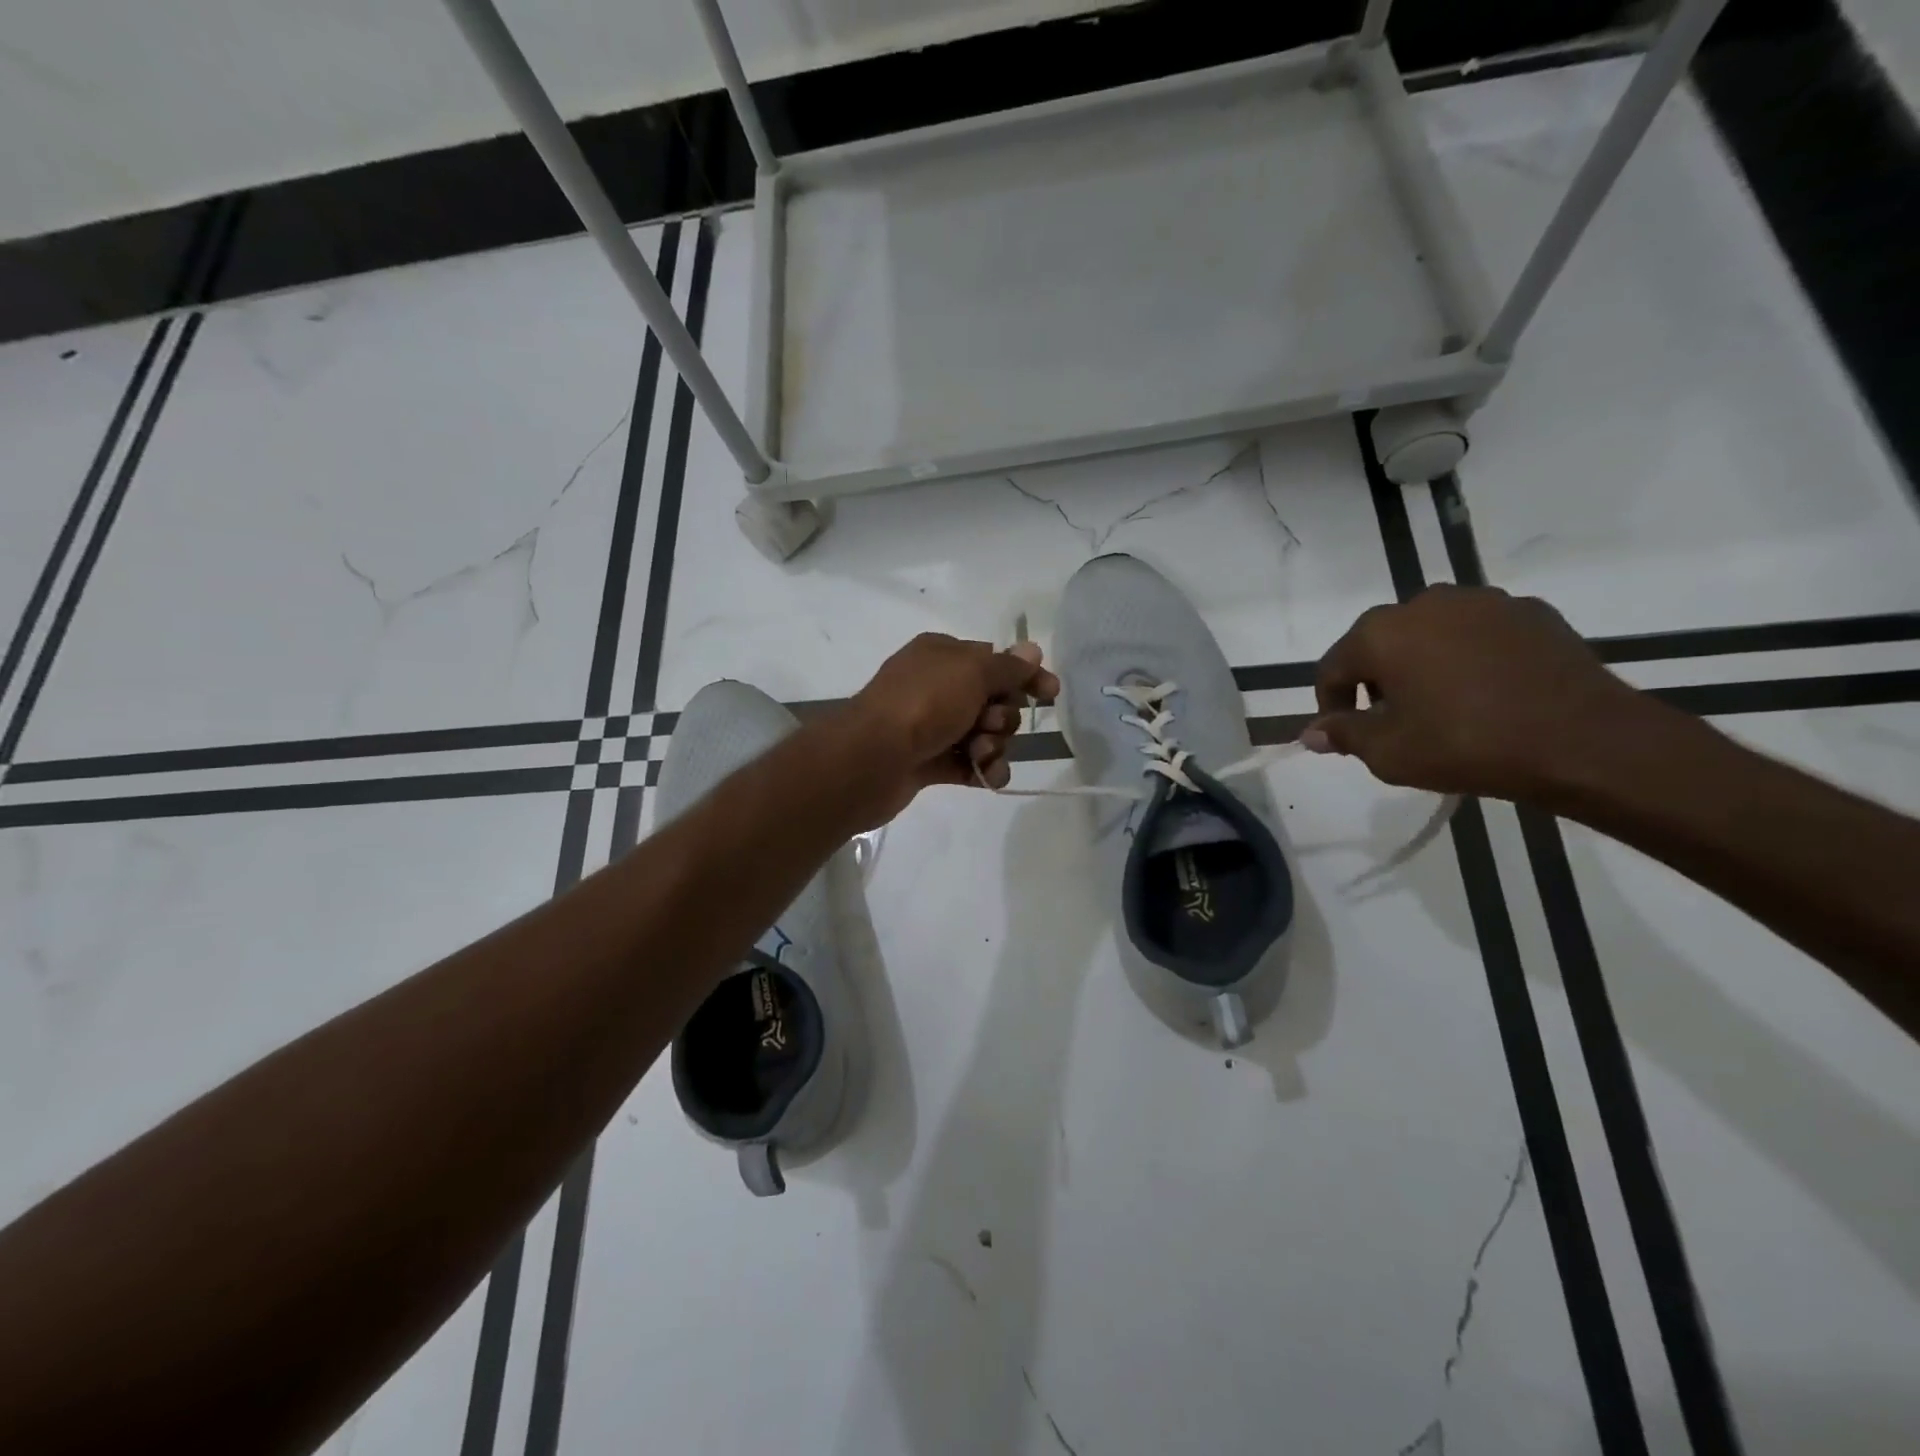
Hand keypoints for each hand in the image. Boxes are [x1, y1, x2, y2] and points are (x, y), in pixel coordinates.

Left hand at [844, 632, 1059, 821]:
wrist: (872, 758)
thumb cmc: (924, 703)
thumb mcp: (972, 672)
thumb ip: (1008, 666)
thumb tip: (1032, 650)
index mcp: (942, 654)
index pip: (995, 660)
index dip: (1024, 677)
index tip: (1050, 694)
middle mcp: (936, 686)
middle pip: (993, 701)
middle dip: (1003, 717)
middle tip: (989, 724)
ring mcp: (930, 725)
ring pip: (983, 734)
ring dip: (993, 745)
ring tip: (979, 753)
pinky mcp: (928, 761)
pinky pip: (968, 763)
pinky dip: (981, 770)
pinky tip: (986, 776)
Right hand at [1302, 585, 1648, 801]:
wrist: (1584, 741)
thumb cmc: (1467, 745)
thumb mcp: (1389, 753)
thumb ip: (1343, 735)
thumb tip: (1312, 733)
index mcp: (1382, 633)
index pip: (1334, 666)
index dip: (1330, 703)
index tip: (1342, 734)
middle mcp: (1425, 603)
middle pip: (1380, 643)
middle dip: (1376, 680)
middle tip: (1391, 722)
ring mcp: (1483, 602)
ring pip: (1430, 633)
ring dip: (1422, 664)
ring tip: (1440, 706)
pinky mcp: (1531, 612)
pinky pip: (1478, 634)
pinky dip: (1468, 658)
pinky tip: (1485, 694)